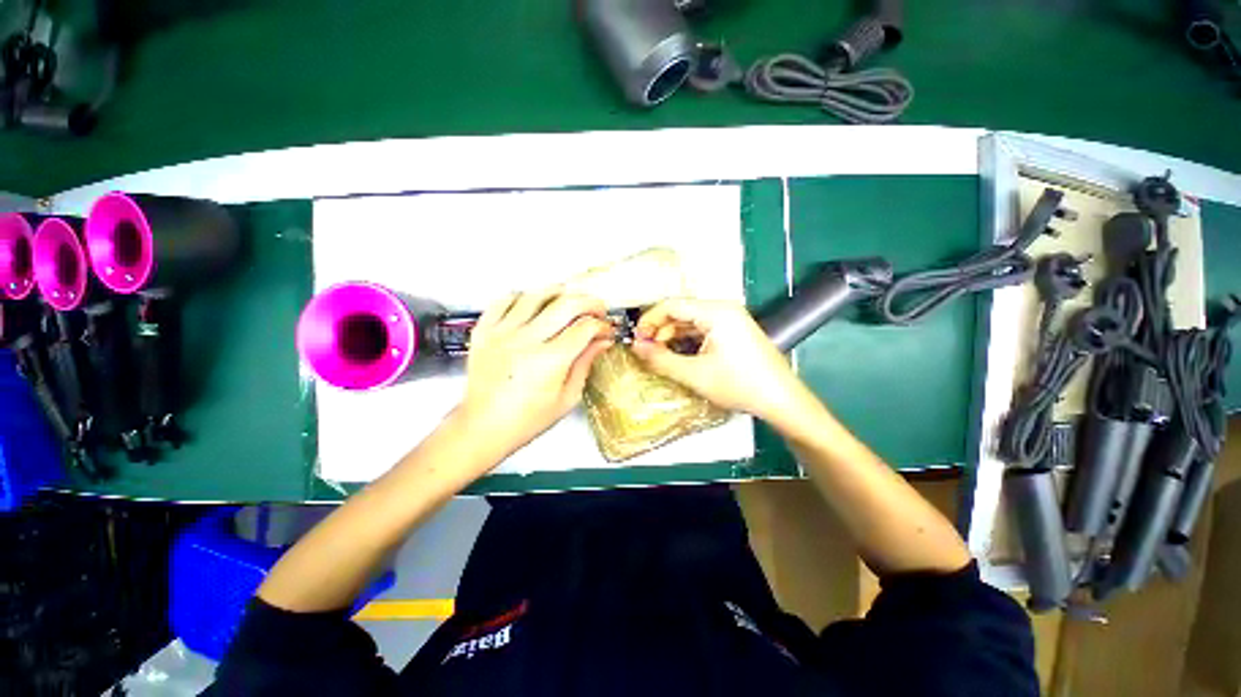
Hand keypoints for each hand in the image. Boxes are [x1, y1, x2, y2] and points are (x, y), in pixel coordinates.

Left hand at [456, 289, 613, 461]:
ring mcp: (502, 333)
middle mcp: (526, 341)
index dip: (602, 325)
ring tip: (570, 299)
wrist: (483, 426)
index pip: (585, 328)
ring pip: (536, 295)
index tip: (606, 330)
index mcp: (549, 361)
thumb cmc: (527, 419)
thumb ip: (585, 364)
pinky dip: (523, 296)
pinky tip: (533, 303)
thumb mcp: (566, 398)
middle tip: (597, 309)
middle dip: (589, 302)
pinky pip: (504, 300)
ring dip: (559, 292)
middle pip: (566, 304)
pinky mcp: (484, 331)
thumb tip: (602, 341)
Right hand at [630, 298, 808, 423]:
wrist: (782, 400)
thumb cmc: (740, 385)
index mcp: (716, 311)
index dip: (649, 320)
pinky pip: (703, 330)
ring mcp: (731, 320)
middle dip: (660, 330)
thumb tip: (636, 347)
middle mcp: (724, 309)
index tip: (636, 339)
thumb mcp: (695, 374)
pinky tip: (679, 356)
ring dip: (673, 337)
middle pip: (681, 312)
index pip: (672, 305)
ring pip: (691, 322)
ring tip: (659, 356)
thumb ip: (661, 359)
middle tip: (646, 351)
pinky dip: (687, 341)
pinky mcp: (734, 332)